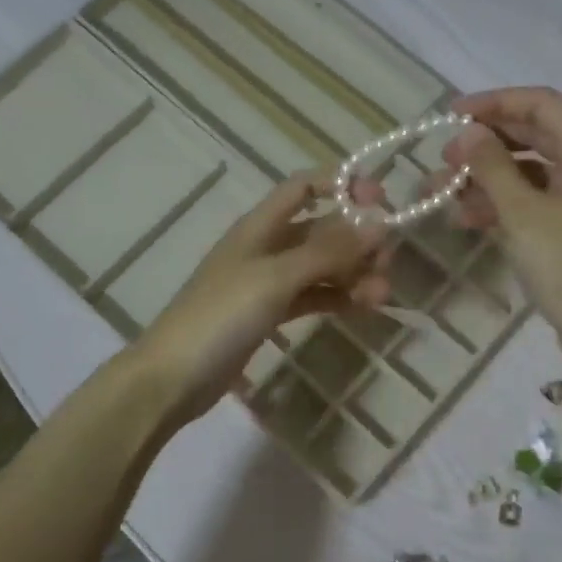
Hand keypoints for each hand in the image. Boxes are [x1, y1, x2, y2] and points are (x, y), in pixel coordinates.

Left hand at [130, 172, 390, 426]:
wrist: (173, 377)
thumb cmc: (220, 315)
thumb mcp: (276, 278)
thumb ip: (327, 252)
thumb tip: (379, 224)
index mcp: (260, 226)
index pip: (304, 187)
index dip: (341, 185)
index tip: (380, 199)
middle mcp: (266, 247)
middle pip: (320, 230)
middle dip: (356, 240)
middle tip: (387, 262)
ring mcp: (268, 283)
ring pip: (321, 268)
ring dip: (352, 275)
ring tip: (381, 295)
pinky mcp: (271, 315)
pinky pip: (313, 297)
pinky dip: (337, 298)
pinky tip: (363, 308)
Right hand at [433, 87, 561, 361]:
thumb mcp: (522, 214)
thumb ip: (492, 166)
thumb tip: (468, 131)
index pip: (541, 105)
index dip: (494, 103)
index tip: (450, 116)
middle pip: (536, 136)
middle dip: (486, 145)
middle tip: (444, 160)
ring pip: (532, 171)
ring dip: (488, 178)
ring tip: (444, 194)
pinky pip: (538, 200)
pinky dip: (505, 203)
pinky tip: (468, 217)